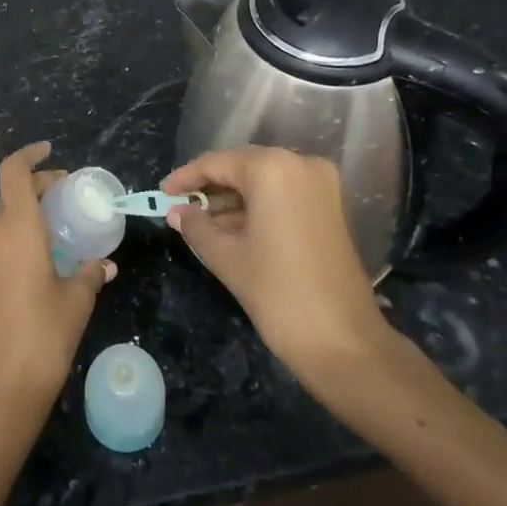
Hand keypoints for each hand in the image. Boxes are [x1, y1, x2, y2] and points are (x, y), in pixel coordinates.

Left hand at [0, 142, 113, 444]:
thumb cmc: (42, 338)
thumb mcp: (76, 302)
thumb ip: (91, 273)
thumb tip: (105, 264)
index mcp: (15, 227)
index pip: (14, 172)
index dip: (30, 155)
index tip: (50, 151)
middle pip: (10, 194)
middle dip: (37, 188)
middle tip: (67, 197)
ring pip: (0, 218)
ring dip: (25, 214)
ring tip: (56, 230)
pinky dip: (13, 236)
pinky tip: (37, 258)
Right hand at [160, 146, 394, 392]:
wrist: (344, 342)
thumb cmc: (278, 293)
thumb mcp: (227, 257)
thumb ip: (197, 226)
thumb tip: (176, 211)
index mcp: (273, 169)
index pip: (218, 163)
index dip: (186, 177)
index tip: (162, 193)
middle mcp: (300, 164)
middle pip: (243, 166)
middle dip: (210, 186)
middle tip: (179, 207)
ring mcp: (321, 185)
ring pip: (264, 181)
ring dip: (232, 198)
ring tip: (200, 222)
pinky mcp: (330, 207)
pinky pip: (283, 194)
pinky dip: (257, 207)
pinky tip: (230, 227)